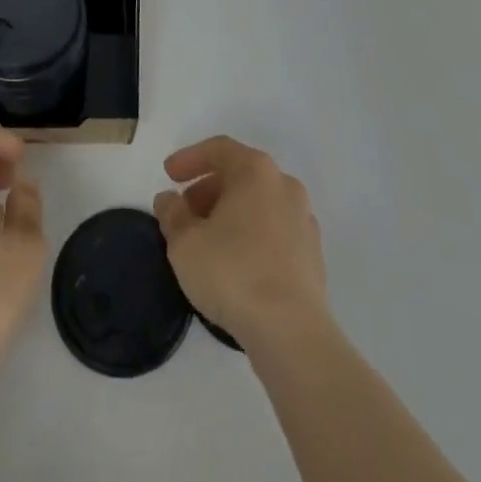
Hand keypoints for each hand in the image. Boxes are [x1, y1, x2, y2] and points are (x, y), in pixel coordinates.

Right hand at [154, 135, 328, 348]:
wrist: (292, 332)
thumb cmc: (233, 273)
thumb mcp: (185, 243)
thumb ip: (172, 214)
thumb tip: (169, 200)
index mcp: (256, 171)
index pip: (219, 149)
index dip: (190, 158)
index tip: (168, 175)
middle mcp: (284, 185)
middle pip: (240, 175)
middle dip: (208, 189)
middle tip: (184, 212)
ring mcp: (303, 219)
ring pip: (258, 204)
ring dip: (229, 213)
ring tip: (206, 241)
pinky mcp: (312, 254)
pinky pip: (274, 231)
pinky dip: (251, 235)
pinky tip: (235, 264)